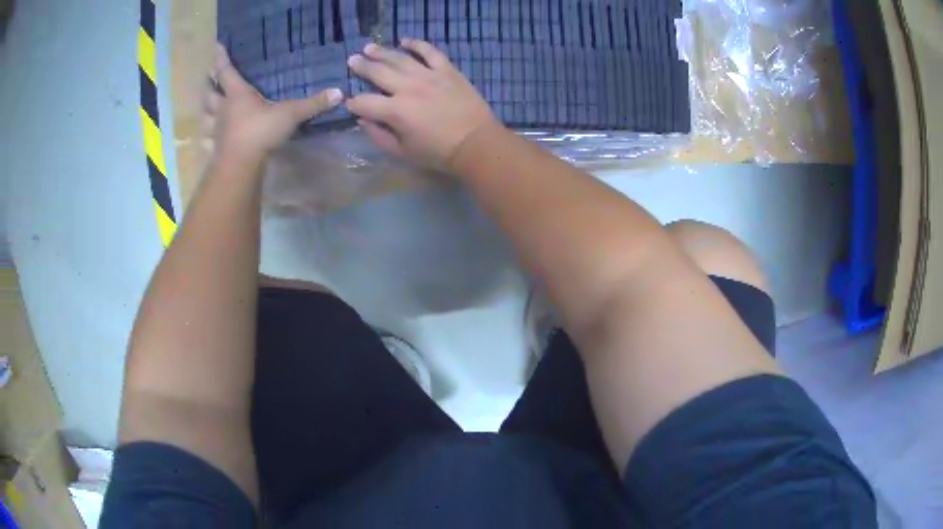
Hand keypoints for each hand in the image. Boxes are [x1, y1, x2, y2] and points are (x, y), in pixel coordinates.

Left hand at [202, 44, 342, 162]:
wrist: (241, 165)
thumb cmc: (261, 132)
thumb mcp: (290, 114)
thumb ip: (312, 104)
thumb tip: (339, 93)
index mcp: (238, 95)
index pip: (226, 71)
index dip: (221, 58)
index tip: (217, 46)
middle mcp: (223, 109)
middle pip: (210, 93)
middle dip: (209, 84)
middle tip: (208, 78)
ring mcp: (216, 130)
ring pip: (205, 115)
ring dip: (205, 109)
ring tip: (206, 106)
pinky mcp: (215, 148)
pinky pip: (207, 141)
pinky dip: (206, 139)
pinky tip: (208, 140)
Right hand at [346, 39, 499, 169]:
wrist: (476, 143)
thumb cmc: (438, 152)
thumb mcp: (402, 152)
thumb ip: (379, 136)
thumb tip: (363, 120)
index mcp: (395, 111)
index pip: (364, 103)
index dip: (353, 103)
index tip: (350, 103)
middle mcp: (408, 88)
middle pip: (378, 73)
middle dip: (362, 67)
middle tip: (352, 61)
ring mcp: (428, 75)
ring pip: (400, 58)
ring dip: (381, 52)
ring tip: (368, 47)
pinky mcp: (447, 70)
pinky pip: (430, 52)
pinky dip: (417, 44)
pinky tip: (405, 41)